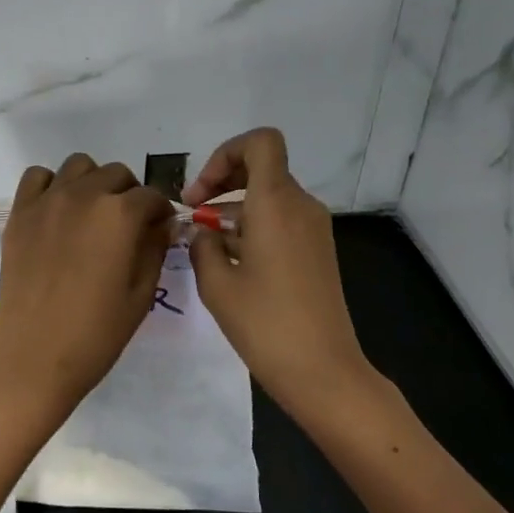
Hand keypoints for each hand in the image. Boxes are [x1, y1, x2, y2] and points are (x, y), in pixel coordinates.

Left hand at [0, 154, 174, 423]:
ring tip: (92, 215)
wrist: (33, 355)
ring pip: (79, 166)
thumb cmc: (96, 333)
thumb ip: (154, 249)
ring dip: (93, 183)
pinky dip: (52, 186)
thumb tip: (162, 224)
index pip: (152, 197)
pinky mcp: (19, 213)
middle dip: (130, 195)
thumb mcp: (141, 294)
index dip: (160, 213)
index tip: (160, 231)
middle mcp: (84, 195)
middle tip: (128, 226)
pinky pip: (38, 177)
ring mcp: (47, 201)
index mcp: (120, 215)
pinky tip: (57, 212)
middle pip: (117, 174)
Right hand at [186, 128, 374, 417]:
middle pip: (261, 168)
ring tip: (202, 242)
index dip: (225, 153)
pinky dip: (252, 227)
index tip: (201, 193)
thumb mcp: (217, 284)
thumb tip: (203, 231)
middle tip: (191, 213)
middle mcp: (300, 206)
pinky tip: (228, 260)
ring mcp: (313, 229)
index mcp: (276, 203)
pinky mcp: (317, 251)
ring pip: (268, 196)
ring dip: (233, 208)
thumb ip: (202, 246)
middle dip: (221, 183)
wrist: (322, 370)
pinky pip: (281, 221)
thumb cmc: (265, 324)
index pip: (260, 142)